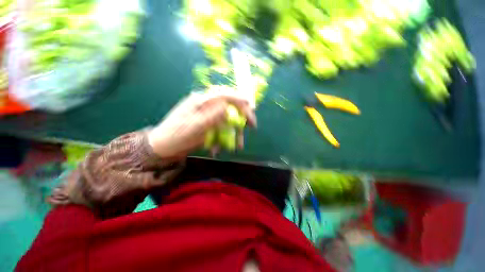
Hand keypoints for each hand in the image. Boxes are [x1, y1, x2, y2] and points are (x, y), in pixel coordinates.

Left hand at [148, 87, 256, 159]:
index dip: (240, 100)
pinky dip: (223, 139)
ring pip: (228, 121)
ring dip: (234, 133)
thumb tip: (227, 108)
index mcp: (202, 101)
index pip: (225, 95)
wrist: (163, 147)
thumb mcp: (193, 126)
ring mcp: (209, 117)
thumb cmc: (175, 135)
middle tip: (252, 126)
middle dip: (242, 117)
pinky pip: (221, 130)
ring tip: (238, 146)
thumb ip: (211, 116)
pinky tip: (217, 149)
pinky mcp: (209, 126)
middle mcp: (207, 107)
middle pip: (230, 107)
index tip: (251, 108)